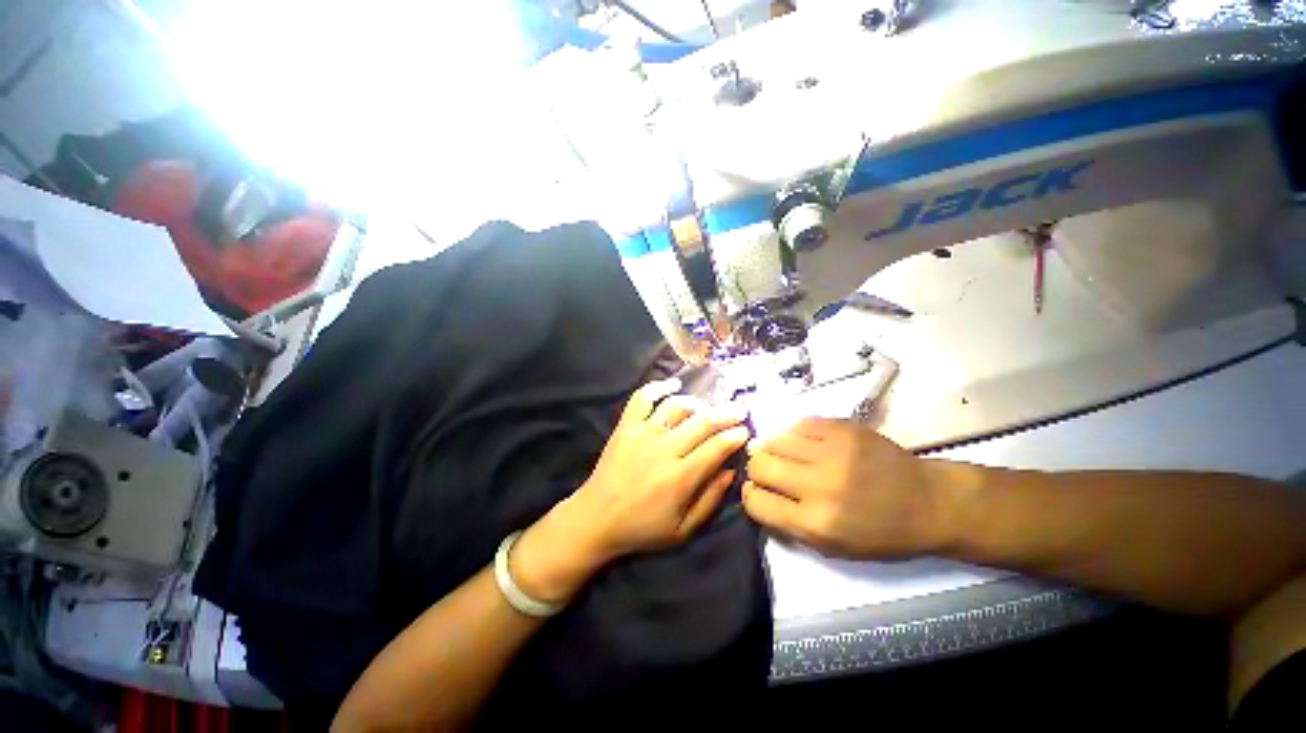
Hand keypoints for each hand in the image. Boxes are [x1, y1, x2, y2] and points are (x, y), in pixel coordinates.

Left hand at [512, 378, 749, 601]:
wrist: (596, 518)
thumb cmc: (642, 528)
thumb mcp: (683, 529)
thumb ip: (710, 500)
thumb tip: (730, 471)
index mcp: (680, 477)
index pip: (716, 447)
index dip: (734, 436)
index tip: (745, 430)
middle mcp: (664, 449)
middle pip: (701, 423)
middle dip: (725, 414)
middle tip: (739, 410)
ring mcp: (643, 434)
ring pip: (677, 407)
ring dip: (697, 403)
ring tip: (708, 407)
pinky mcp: (626, 426)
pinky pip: (642, 398)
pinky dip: (658, 386)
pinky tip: (673, 384)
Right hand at [743, 418, 958, 558]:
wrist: (930, 502)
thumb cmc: (881, 533)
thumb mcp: (833, 546)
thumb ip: (788, 522)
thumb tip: (755, 492)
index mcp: (816, 523)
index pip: (755, 502)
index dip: (751, 496)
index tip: (758, 492)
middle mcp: (819, 485)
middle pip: (759, 465)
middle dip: (758, 470)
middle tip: (770, 471)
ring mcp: (832, 451)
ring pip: (774, 440)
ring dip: (774, 449)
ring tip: (787, 455)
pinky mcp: (843, 428)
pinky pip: (798, 424)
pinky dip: (796, 435)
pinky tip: (807, 444)